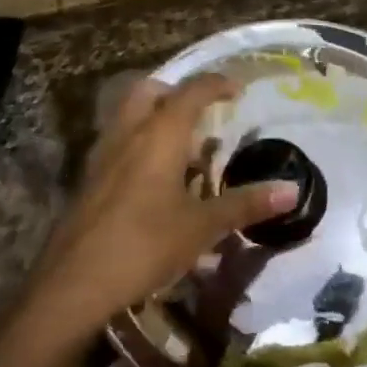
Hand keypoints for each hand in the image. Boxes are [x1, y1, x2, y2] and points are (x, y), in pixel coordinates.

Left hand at [33, 74, 299, 333]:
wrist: (74, 283)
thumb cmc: (144, 245)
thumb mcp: (202, 227)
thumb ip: (246, 204)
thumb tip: (293, 191)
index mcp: (159, 135)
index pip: (192, 92)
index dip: (218, 84)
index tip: (238, 90)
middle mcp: (128, 133)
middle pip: (151, 91)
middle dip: (178, 92)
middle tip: (203, 112)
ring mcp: (103, 154)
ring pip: (129, 115)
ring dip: (156, 117)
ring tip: (183, 146)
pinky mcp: (89, 178)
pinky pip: (118, 141)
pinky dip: (140, 142)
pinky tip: (156, 178)